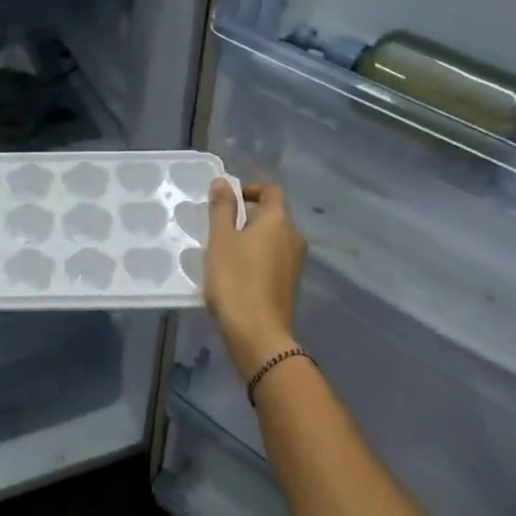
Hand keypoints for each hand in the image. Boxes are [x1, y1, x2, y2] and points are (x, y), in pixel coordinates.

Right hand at [203, 180, 305, 374]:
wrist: (258, 333)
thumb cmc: (235, 280)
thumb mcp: (220, 241)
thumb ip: (222, 209)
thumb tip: (223, 181)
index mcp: (279, 220)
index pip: (271, 191)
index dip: (250, 190)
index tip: (228, 201)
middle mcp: (294, 237)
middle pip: (273, 216)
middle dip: (248, 217)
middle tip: (219, 230)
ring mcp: (296, 263)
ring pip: (273, 240)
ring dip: (252, 240)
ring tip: (224, 254)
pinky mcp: (290, 284)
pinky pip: (274, 260)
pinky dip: (257, 259)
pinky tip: (237, 276)